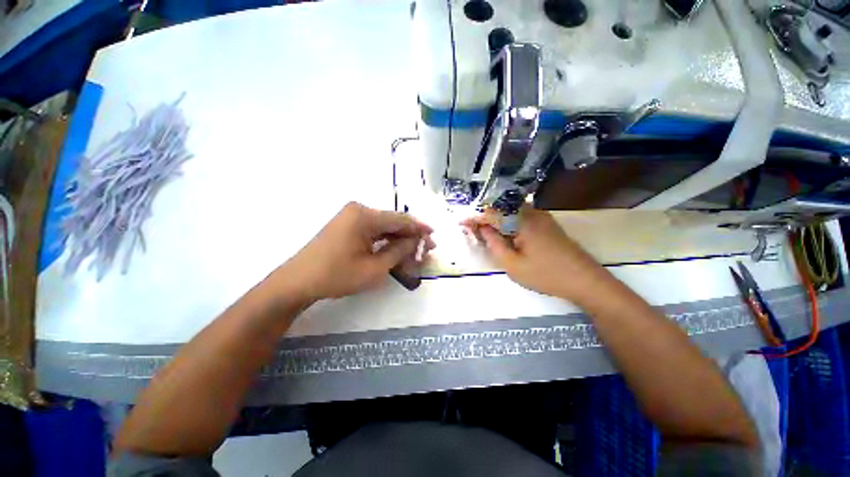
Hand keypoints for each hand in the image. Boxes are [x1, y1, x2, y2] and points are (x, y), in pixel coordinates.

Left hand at [275, 202, 433, 302]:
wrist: (299, 282)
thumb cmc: (337, 275)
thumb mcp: (375, 268)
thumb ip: (399, 251)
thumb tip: (416, 241)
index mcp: (365, 216)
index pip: (400, 219)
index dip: (419, 228)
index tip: (433, 236)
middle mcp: (358, 211)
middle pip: (393, 222)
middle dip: (411, 236)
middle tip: (427, 249)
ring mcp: (351, 218)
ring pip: (384, 227)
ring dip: (399, 239)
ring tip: (414, 252)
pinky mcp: (347, 226)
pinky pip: (373, 231)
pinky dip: (386, 241)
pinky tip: (396, 250)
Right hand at [462, 206, 606, 300]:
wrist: (585, 281)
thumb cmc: (546, 275)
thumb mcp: (513, 265)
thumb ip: (495, 244)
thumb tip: (483, 229)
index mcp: (523, 221)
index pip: (492, 212)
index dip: (475, 216)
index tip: (461, 221)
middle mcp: (533, 213)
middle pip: (502, 208)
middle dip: (484, 216)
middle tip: (472, 228)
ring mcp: (542, 217)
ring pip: (512, 212)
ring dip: (496, 219)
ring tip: (484, 231)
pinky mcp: (547, 224)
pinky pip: (522, 218)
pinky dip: (508, 223)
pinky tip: (503, 234)